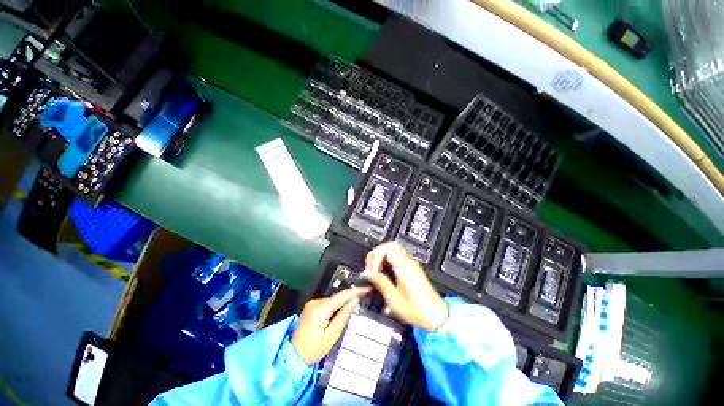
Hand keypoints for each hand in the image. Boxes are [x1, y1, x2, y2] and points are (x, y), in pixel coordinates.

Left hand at [291, 287, 370, 364]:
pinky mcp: (311, 306)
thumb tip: (354, 300)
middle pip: (337, 297)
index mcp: (320, 309)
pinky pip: (327, 303)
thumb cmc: (314, 349)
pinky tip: (339, 313)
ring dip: (342, 303)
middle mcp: (315, 302)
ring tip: (352, 308)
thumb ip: (343, 316)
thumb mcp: (332, 335)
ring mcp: (312, 303)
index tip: (367, 288)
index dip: (355, 291)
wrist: (294, 355)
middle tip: (363, 299)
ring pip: (333, 299)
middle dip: (349, 298)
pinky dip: (335, 306)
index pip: (341, 296)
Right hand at [362, 242, 447, 331]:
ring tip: (375, 273)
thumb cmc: (418, 310)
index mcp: (404, 267)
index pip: (389, 247)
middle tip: (371, 268)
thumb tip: (368, 273)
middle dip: (377, 255)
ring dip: (382, 259)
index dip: (377, 254)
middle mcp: (409, 263)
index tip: (372, 267)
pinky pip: (397, 259)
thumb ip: (380, 282)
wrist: (435, 317)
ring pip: (393, 252)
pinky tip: (384, 275)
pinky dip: (387, 263)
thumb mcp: (394, 298)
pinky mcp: (412, 270)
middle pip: (390, 247)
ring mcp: (411, 266)